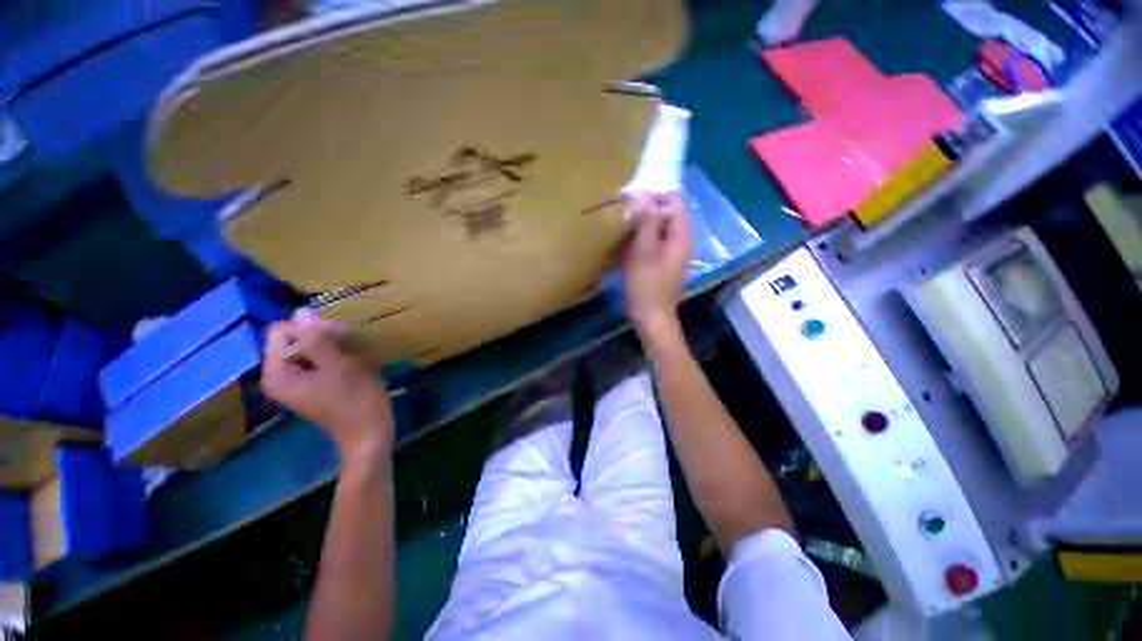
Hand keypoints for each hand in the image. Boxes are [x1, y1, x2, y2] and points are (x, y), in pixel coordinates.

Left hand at [263, 309, 393, 463]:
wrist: (369, 434)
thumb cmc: (356, 400)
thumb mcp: (340, 366)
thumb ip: (318, 339)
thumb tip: (302, 311)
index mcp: (278, 374)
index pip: (280, 332)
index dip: (310, 326)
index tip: (339, 334)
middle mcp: (279, 377)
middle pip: (291, 339)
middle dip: (320, 335)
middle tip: (349, 342)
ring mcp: (294, 383)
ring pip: (305, 348)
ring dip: (329, 344)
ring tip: (352, 352)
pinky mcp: (309, 386)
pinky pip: (313, 359)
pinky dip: (331, 355)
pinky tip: (350, 361)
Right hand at [621, 191, 691, 337]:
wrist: (651, 317)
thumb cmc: (647, 284)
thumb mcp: (643, 251)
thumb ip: (646, 221)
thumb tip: (645, 194)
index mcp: (681, 236)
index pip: (676, 201)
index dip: (657, 194)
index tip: (634, 196)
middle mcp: (681, 242)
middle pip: (668, 214)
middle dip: (648, 209)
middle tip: (626, 211)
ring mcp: (673, 254)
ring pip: (660, 228)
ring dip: (644, 223)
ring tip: (625, 224)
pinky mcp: (664, 263)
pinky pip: (656, 242)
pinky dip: (644, 238)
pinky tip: (629, 243)